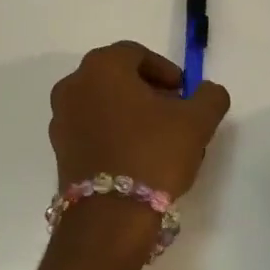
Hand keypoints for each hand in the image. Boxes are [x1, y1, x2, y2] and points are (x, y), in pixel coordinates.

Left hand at [49, 41, 231, 197]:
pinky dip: (112, 132)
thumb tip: (208, 91)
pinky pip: (91, 128)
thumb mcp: (197, 121)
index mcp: (102, 67)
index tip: (185, 92)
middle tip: (174, 112)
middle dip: (147, 91)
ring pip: (102, 103)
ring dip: (129, 112)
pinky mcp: (59, 149)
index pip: (136, 53)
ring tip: (157, 138)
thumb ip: (210, 97)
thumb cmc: (153, 154)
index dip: (165, 70)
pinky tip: (135, 156)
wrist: (110, 216)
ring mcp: (61, 118)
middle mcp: (73, 85)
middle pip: (116, 77)